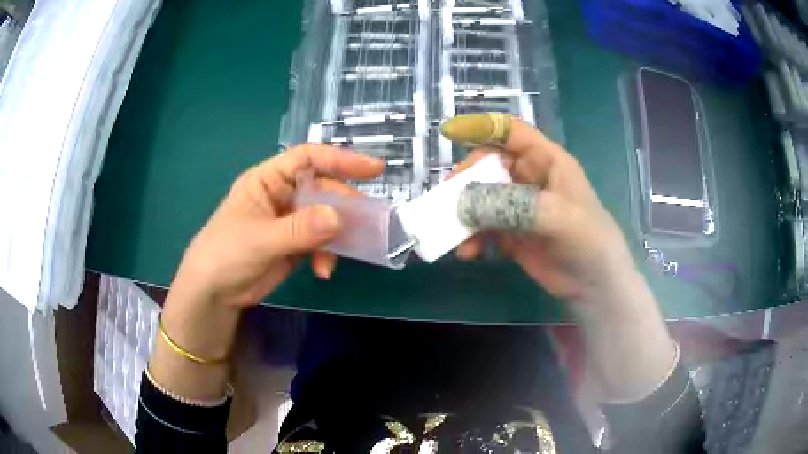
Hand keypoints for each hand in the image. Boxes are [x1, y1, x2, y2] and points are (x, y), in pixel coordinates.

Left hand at [171, 144, 383, 308]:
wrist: (213, 293)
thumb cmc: (225, 254)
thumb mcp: (260, 239)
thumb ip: (299, 228)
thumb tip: (339, 217)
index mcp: (268, 180)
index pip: (308, 159)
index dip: (341, 159)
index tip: (374, 169)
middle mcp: (282, 195)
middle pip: (322, 189)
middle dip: (343, 205)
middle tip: (364, 223)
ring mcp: (290, 220)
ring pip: (326, 217)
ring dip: (338, 234)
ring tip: (345, 252)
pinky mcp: (295, 245)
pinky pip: (322, 242)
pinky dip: (327, 254)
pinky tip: (323, 271)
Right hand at [451, 117, 637, 302]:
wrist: (595, 284)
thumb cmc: (589, 239)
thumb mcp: (558, 216)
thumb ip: (514, 205)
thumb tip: (466, 202)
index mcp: (546, 160)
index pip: (511, 132)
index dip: (481, 126)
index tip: (450, 132)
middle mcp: (529, 178)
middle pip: (489, 165)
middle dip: (467, 178)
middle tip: (450, 197)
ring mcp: (519, 207)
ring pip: (482, 198)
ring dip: (465, 213)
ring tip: (456, 234)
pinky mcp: (511, 234)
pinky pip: (483, 228)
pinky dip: (471, 237)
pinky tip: (468, 252)